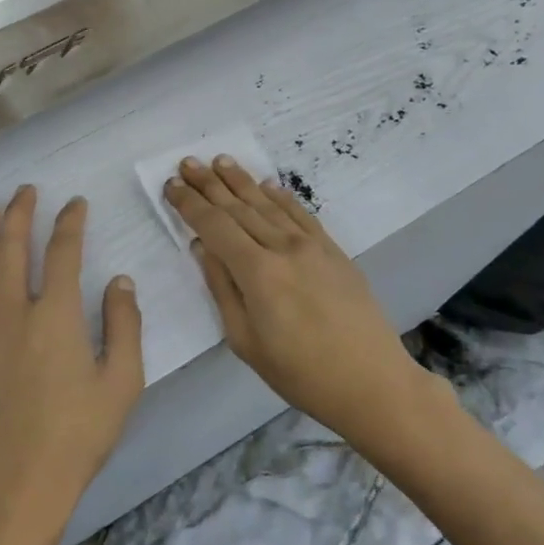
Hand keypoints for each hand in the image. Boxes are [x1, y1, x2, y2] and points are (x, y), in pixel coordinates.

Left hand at [0, 187, 144, 533]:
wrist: (22, 482)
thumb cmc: (79, 433)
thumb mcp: (123, 381)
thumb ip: (125, 325)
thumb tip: (119, 280)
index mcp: (57, 316)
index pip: (64, 253)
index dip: (71, 223)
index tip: (76, 204)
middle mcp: (14, 313)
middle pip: (13, 249)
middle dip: (20, 214)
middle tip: (25, 191)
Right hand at [165, 157, 447, 442]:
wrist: (372, 383)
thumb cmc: (299, 373)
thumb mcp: (245, 340)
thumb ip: (222, 288)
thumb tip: (202, 247)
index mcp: (257, 272)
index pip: (215, 226)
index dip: (190, 204)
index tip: (171, 184)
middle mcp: (283, 248)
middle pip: (239, 208)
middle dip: (210, 184)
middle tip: (188, 162)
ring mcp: (312, 246)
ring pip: (269, 205)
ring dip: (242, 181)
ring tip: (221, 161)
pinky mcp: (333, 251)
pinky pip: (301, 214)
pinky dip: (281, 196)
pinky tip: (267, 184)